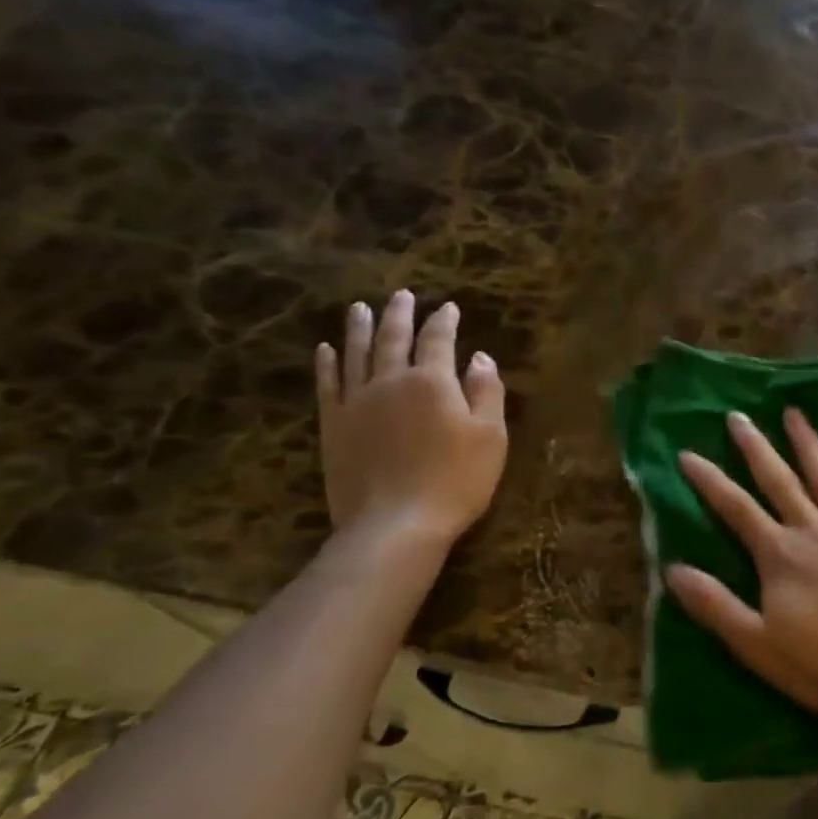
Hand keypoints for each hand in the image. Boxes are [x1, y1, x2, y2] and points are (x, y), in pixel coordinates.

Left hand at [315, 290, 508, 548]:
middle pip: (394, 339)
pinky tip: (326, 350)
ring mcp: (357, 402)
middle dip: (401, 314)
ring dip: (360, 328)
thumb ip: (487, 392)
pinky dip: (327, 364)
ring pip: (357, 354)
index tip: (449, 308)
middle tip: (403, 295)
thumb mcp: (491, 437)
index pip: (439, 340)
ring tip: (361, 308)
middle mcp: (391, 381)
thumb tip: (480, 357)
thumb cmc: (456, 480)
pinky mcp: (334, 425)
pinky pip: (328, 385)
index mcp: (433, 382)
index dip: (445, 322)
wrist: (396, 523)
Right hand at [665, 408, 817, 722]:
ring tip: (793, 412)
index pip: (735, 508)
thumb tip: (672, 569)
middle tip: (737, 416)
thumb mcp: (756, 644)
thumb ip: (715, 604)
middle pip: (779, 480)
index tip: (688, 453)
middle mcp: (813, 529)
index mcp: (779, 554)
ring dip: (807, 443)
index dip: (709, 481)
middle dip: (755, 447)